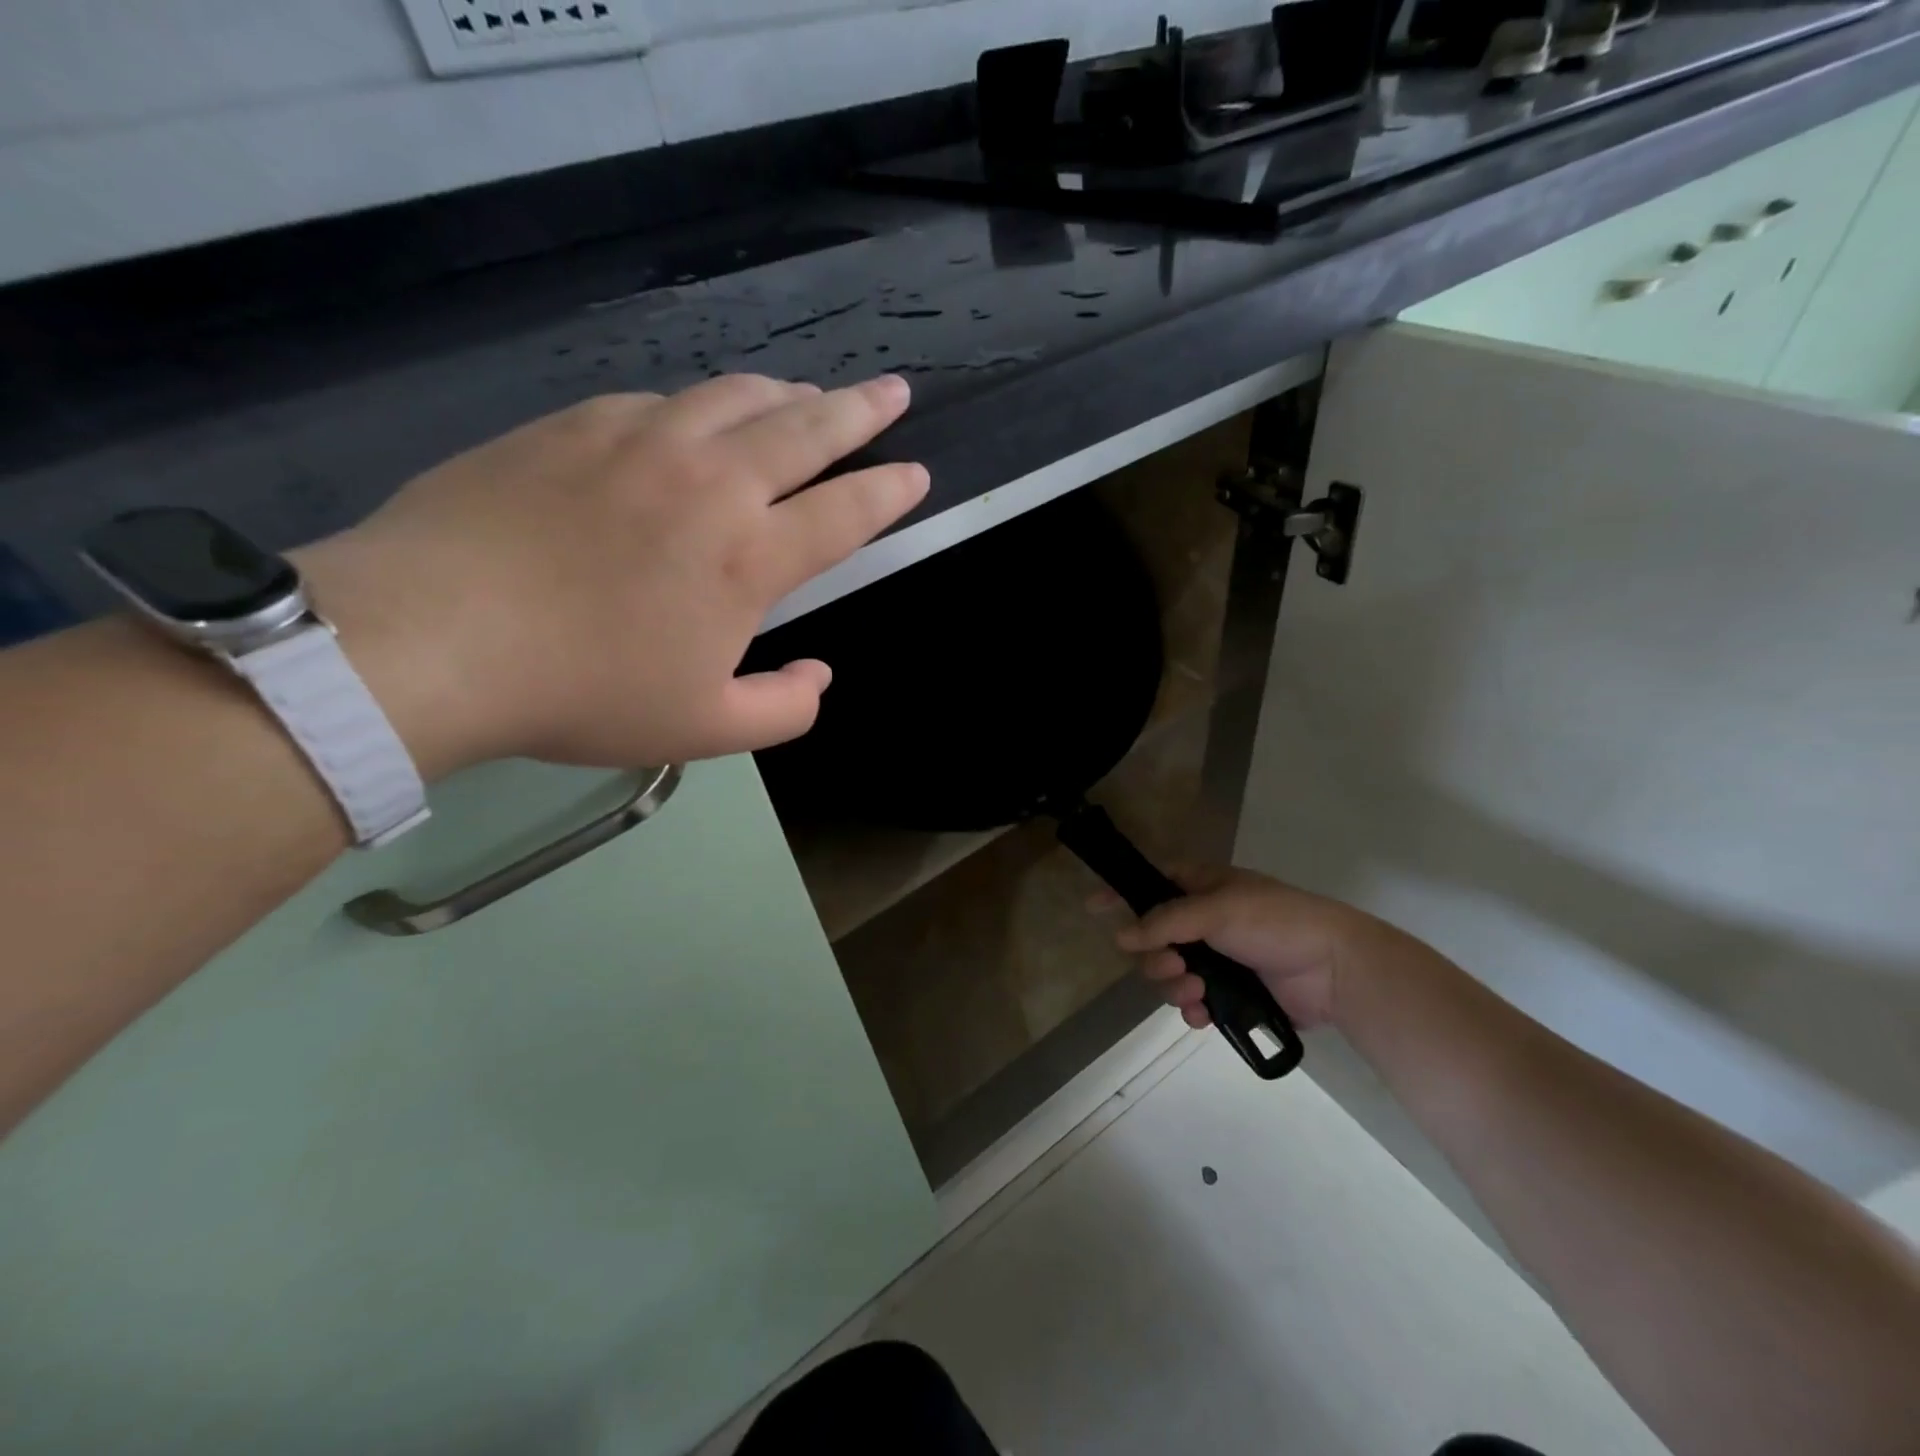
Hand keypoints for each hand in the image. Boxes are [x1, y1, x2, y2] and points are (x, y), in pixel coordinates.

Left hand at [296, 375, 926, 776]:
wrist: (431, 639)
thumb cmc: (583, 692)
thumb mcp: (705, 730)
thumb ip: (785, 709)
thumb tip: (820, 675)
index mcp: (749, 558)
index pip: (846, 511)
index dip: (890, 491)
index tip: (916, 473)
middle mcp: (709, 482)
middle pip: (804, 427)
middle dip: (859, 410)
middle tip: (891, 392)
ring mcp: (639, 441)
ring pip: (735, 397)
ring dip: (784, 396)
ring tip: (806, 396)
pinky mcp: (575, 424)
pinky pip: (659, 401)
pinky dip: (699, 408)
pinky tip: (695, 421)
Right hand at [1099, 867, 1390, 1031]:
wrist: (1334, 968)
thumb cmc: (1274, 921)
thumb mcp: (1216, 910)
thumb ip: (1165, 922)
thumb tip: (1121, 937)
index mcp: (1201, 887)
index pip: (1150, 883)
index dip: (1120, 893)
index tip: (1091, 907)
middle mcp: (1202, 921)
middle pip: (1153, 938)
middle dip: (1155, 957)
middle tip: (1172, 966)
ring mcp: (1217, 958)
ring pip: (1170, 973)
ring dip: (1174, 986)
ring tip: (1195, 993)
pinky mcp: (1231, 993)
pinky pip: (1193, 1002)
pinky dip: (1192, 1009)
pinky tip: (1203, 1015)